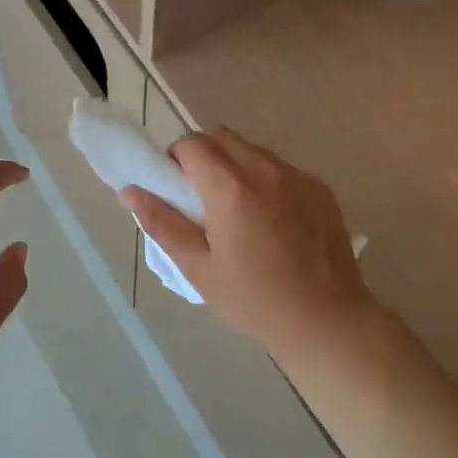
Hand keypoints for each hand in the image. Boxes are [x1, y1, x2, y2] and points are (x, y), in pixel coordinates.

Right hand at [119, 128, 376, 364]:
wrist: (327, 320)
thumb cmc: (254, 301)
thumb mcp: (199, 269)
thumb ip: (162, 223)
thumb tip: (129, 191)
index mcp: (231, 190)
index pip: (191, 144)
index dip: (175, 159)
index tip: (176, 189)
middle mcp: (266, 170)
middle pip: (222, 137)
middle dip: (203, 156)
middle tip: (201, 198)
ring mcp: (298, 176)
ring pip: (253, 149)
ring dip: (235, 165)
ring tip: (237, 210)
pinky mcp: (320, 188)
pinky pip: (281, 167)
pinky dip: (265, 179)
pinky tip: (271, 220)